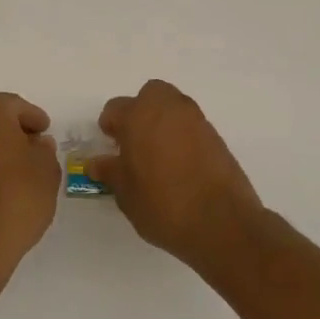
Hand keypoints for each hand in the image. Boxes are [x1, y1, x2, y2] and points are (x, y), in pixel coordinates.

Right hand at [89, 80, 266, 269]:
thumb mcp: (126, 194)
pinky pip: (192, 126)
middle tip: (136, 141)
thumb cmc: (163, 205)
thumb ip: (110, 172)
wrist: (222, 223)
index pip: (115, 108)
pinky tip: (180, 165)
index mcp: (139, 116)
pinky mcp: (217, 137)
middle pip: (150, 95)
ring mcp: (197, 121)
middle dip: (141, 111)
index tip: (111, 147)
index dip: (110, 126)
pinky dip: (183, 136)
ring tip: (158, 155)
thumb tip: (97, 163)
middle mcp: (168, 109)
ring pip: (173, 107)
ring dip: (163, 122)